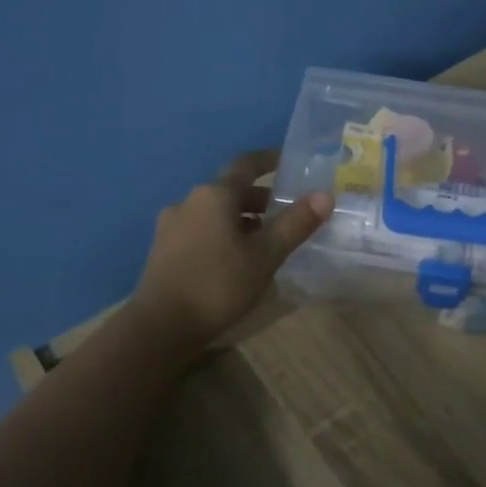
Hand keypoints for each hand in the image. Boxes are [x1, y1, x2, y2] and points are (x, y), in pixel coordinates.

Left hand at [131, 149, 330, 352]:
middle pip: (230, 190)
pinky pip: (201, 229)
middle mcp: (189, 201)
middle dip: (260, 198)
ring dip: (242, 218)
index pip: (246, 164)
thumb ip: (296, 223)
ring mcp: (172, 225)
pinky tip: (236, 258)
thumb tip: (325, 195)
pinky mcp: (164, 249)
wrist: (161, 326)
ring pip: (215, 212)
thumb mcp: (266, 255)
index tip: (290, 163)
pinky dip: (223, 233)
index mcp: (214, 195)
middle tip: (287, 212)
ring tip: (266, 240)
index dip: (269, 160)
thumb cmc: (219, 284)